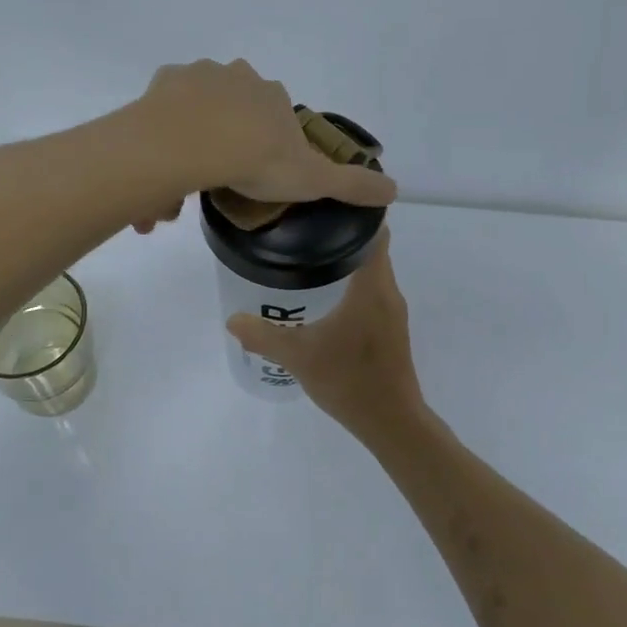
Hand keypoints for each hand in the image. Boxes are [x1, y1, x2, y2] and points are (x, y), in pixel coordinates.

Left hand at [130, 59, 398, 232]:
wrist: (191, 145)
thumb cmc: (255, 160)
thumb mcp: (313, 179)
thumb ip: (351, 185)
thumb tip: (395, 189)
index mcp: (271, 96)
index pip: (275, 114)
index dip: (267, 141)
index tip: (256, 170)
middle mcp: (237, 77)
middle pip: (234, 107)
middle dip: (228, 138)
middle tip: (219, 177)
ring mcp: (196, 77)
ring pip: (197, 108)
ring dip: (194, 137)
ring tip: (186, 181)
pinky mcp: (161, 85)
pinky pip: (164, 112)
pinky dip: (165, 134)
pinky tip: (163, 165)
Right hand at [227, 230, 425, 442]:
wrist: (391, 422)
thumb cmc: (349, 380)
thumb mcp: (298, 356)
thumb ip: (263, 336)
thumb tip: (232, 320)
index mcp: (372, 287)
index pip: (375, 232)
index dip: (356, 214)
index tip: (326, 205)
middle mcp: (388, 292)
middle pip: (372, 249)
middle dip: (343, 237)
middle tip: (305, 230)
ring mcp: (393, 313)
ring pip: (373, 273)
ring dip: (349, 262)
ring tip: (311, 258)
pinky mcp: (392, 330)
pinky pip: (374, 293)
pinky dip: (354, 285)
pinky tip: (328, 298)